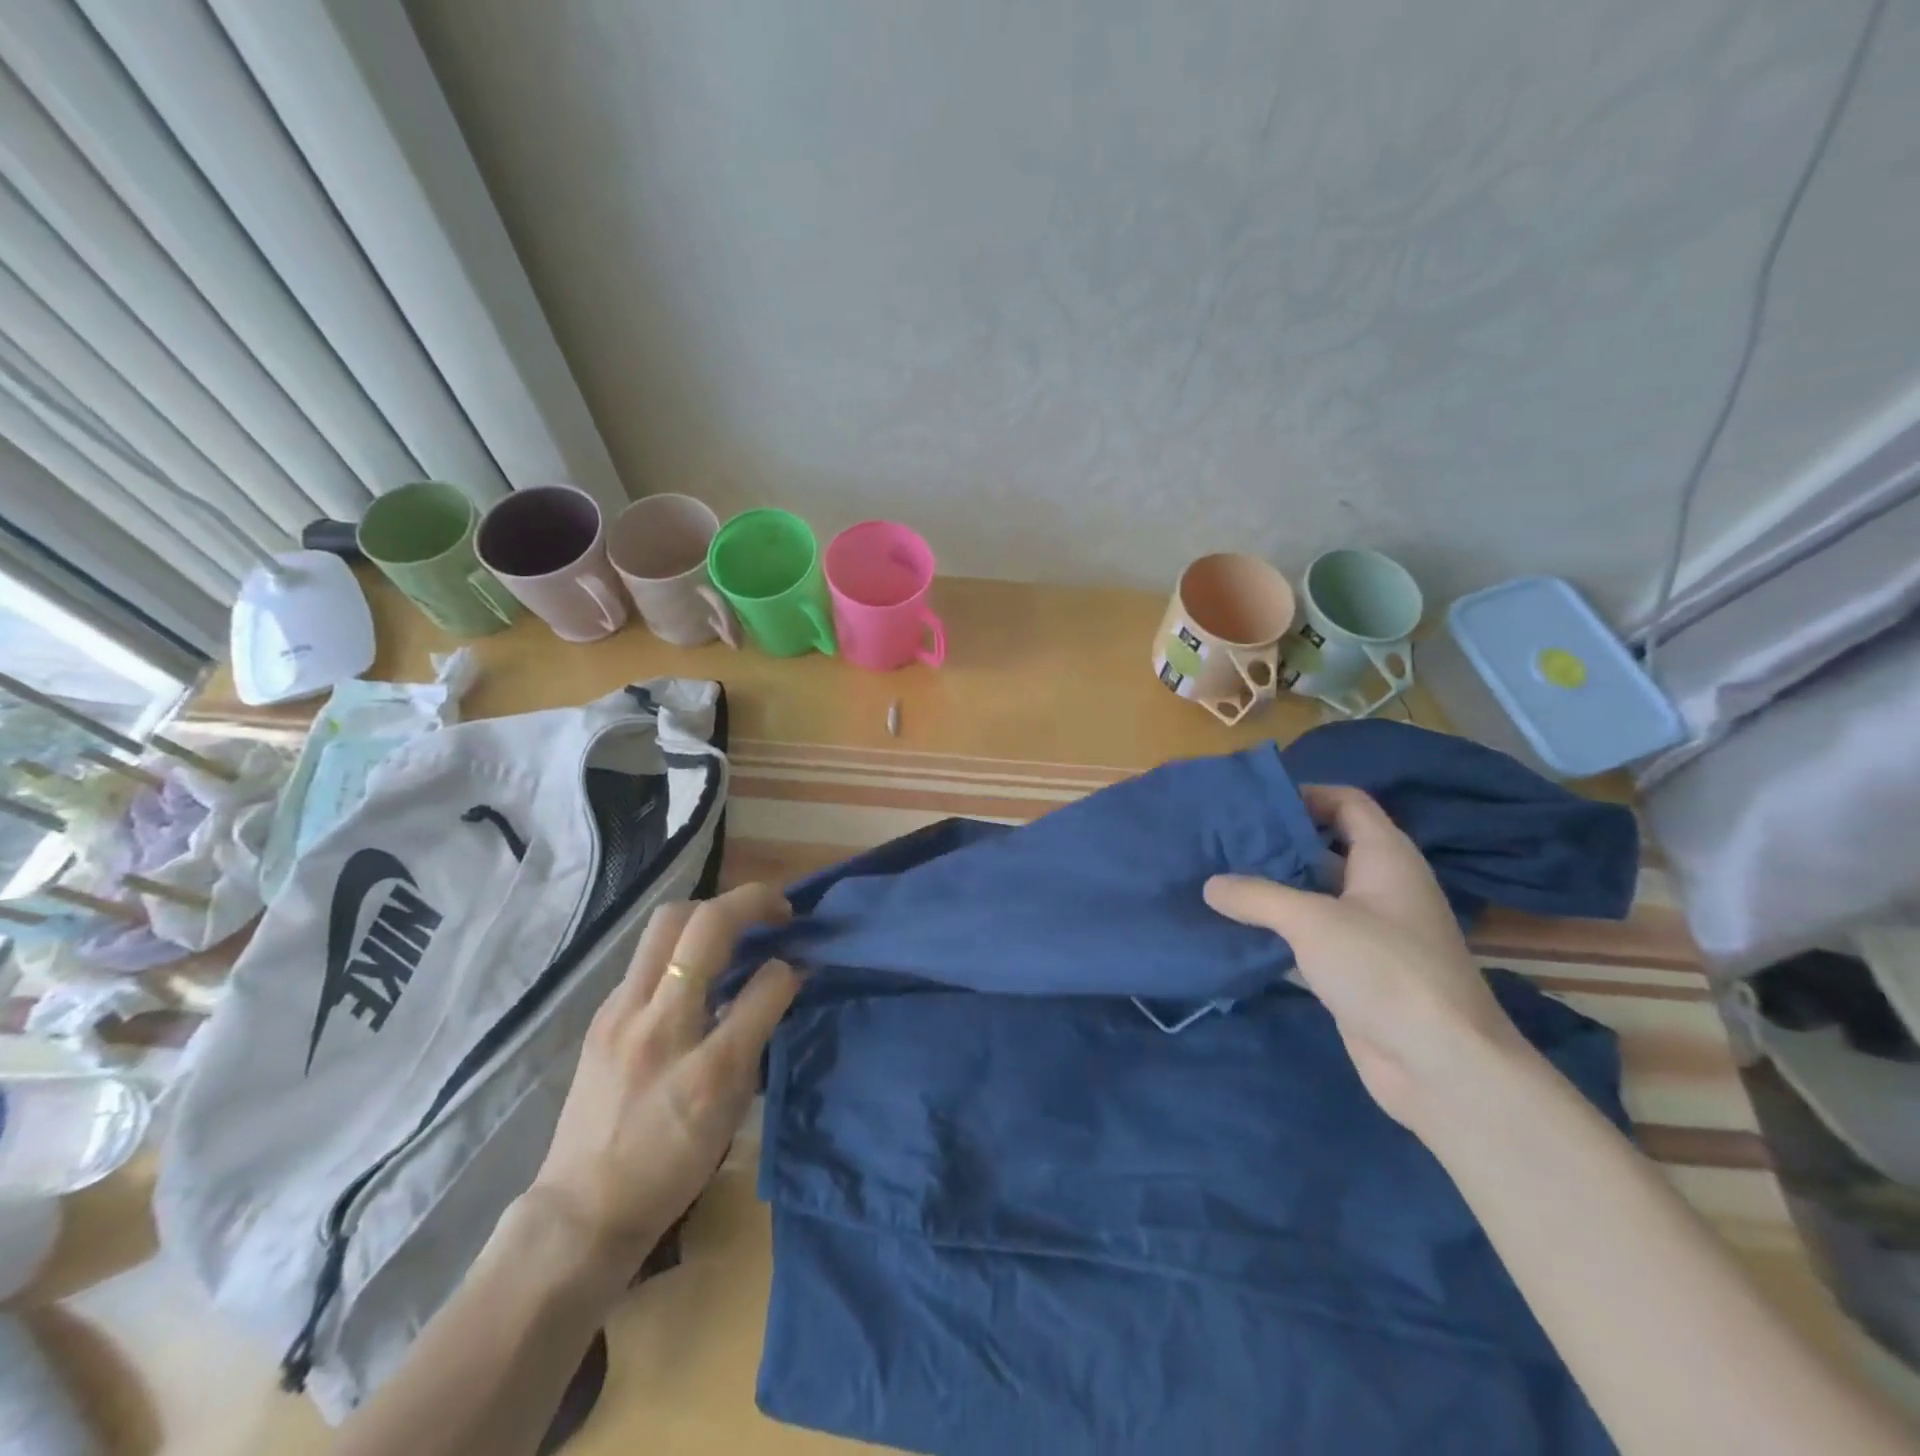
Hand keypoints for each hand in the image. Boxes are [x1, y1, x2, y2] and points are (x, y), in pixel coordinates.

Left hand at [522, 883, 798, 1284]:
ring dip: (710, 913)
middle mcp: (657, 1025)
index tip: (800, 959)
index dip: (789, 965)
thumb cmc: (670, 1167)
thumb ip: (758, 1034)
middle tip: (775, 913)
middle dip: (746, 902)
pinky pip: (647, 956)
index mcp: (704, 1066)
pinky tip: (695, 972)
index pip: (762, 985)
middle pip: (699, 923)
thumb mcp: (731, 1107)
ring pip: (666, 924)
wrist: (582, 1209)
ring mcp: (620, 1013)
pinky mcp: (602, 1014)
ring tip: (737, 929)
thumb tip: (784, 977)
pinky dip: (681, 946)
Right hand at [1204, 785, 1525, 1133]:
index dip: (1305, 795)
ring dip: (1270, 889)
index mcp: (1385, 858)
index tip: (1252, 804)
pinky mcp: (1354, 970)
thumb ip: (1256, 896)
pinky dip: (1275, 930)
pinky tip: (1234, 929)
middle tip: (1220, 841)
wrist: (1441, 1066)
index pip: (1347, 803)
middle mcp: (1379, 887)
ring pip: (1312, 894)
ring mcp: (1368, 931)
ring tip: (1216, 879)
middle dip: (1275, 843)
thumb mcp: (1313, 921)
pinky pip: (1308, 936)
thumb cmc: (1384, 970)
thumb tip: (1210, 885)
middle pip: (1323, 847)